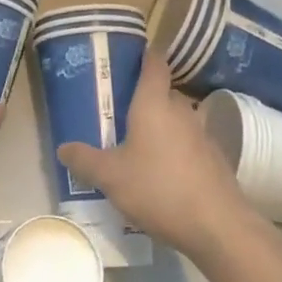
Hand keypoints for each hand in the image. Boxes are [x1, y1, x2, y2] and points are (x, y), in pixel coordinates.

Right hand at [57, 63, 262, 260]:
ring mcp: (203, 134)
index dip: (145, 55)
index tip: (131, 56)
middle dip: (145, 98)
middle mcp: (181, 111)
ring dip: (162, 125)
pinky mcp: (215, 159)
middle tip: (120, 109)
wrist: (218, 226)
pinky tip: (164, 171)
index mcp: (154, 104)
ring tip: (139, 142)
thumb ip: (85, 160)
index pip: (154, 64)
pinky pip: (190, 143)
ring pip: (178, 119)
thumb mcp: (111, 177)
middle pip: (164, 92)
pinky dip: (176, 148)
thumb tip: (63, 147)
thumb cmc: (159, 189)